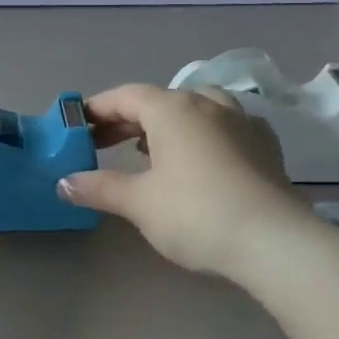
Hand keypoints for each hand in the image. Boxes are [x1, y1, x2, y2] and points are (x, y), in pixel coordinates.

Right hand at [57, 83, 312, 280]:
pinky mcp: (266, 146)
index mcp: (173, 109)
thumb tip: (63, 182)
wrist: (275, 242)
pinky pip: (225, 126)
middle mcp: (208, 104)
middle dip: (127, 120)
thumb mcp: (139, 202)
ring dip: (167, 123)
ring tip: (150, 149)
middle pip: (159, 101)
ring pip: (196, 108)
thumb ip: (99, 187)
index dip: (97, 109)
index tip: (77, 126)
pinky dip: (203, 134)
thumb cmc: (196, 214)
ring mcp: (242, 122)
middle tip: (103, 143)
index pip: (125, 96)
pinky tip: (199, 159)